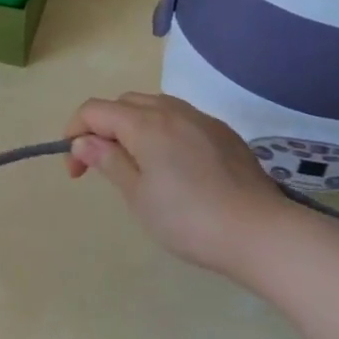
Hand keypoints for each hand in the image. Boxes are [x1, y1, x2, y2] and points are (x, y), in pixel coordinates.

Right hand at [65, 93, 288, 275]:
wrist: (263, 235)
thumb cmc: (190, 220)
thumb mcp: (138, 196)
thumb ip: (108, 161)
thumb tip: (83, 141)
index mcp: (145, 123)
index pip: (94, 110)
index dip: (75, 133)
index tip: (75, 170)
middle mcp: (172, 110)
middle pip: (123, 103)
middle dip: (103, 127)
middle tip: (100, 165)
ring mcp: (202, 119)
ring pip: (154, 106)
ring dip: (133, 125)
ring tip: (135, 161)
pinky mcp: (224, 134)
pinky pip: (181, 118)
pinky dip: (162, 130)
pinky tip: (173, 164)